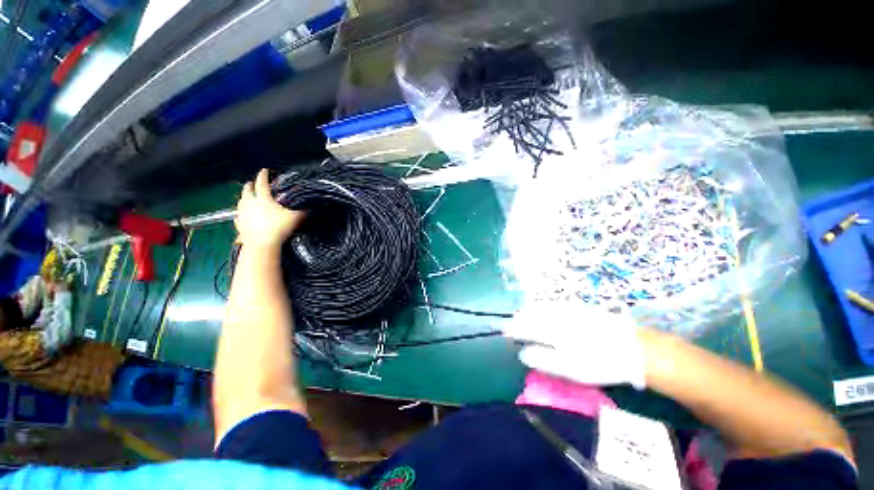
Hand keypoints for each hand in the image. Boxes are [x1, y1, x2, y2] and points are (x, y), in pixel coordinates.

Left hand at [235, 169, 304, 248]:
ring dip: (244, 198)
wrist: (261, 244)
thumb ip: (303, 211)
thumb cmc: (278, 228)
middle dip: (250, 185)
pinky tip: (241, 215)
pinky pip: (238, 217)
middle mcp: (249, 203)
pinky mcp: (239, 225)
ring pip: (240, 202)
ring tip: (247, 197)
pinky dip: (240, 214)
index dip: (264, 175)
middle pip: (247, 190)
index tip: (265, 170)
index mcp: (263, 198)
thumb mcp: (294, 218)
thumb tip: (311, 206)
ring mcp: (242, 214)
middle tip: (252, 183)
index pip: (262, 183)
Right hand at [503, 302, 647, 389]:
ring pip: (542, 307)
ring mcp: (567, 310)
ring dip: (529, 310)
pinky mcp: (579, 308)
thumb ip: (543, 360)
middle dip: (519, 318)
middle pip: (532, 314)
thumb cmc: (599, 363)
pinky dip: (543, 305)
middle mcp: (556, 317)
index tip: (504, 332)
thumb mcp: (570, 368)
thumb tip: (522, 354)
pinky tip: (543, 307)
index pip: (525, 328)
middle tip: (511, 323)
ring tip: (522, 313)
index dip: (513, 330)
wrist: (633, 347)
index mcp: (551, 331)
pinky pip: (554, 303)